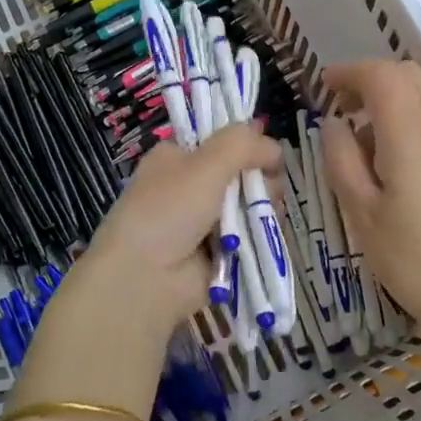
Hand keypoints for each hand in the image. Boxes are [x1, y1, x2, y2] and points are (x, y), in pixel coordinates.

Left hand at [47, 125, 281, 361]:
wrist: (145, 279)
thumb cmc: (169, 210)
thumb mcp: (205, 164)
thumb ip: (243, 144)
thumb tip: (275, 146)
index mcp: (176, 158)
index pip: (220, 141)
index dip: (247, 145)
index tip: (268, 155)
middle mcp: (189, 186)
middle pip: (240, 174)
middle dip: (260, 181)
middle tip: (268, 192)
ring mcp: (203, 221)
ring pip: (248, 206)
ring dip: (262, 210)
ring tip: (269, 216)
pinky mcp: (216, 253)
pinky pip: (248, 237)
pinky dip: (259, 236)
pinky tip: (265, 237)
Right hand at [322, 61, 420, 342]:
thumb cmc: (414, 259)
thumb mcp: (362, 214)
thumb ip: (342, 160)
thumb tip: (334, 124)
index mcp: (410, 136)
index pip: (382, 76)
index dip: (350, 72)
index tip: (324, 85)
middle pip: (408, 75)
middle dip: (371, 78)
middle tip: (342, 105)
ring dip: (392, 96)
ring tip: (364, 134)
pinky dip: (410, 116)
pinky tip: (395, 157)